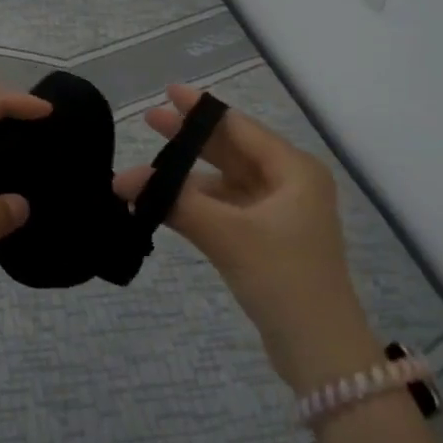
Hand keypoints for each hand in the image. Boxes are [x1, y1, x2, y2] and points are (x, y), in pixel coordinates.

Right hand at [115, 83, 378, 388]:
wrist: (319, 350)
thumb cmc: (282, 278)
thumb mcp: (228, 234)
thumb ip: (176, 202)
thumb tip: (122, 180)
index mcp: (293, 170)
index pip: (240, 127)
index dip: (201, 110)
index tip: (167, 92)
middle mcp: (289, 184)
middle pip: (232, 151)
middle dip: (191, 139)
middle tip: (150, 121)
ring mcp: (278, 213)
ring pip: (226, 183)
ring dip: (188, 179)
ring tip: (145, 172)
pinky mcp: (266, 240)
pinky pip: (226, 209)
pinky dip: (196, 205)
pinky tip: (163, 204)